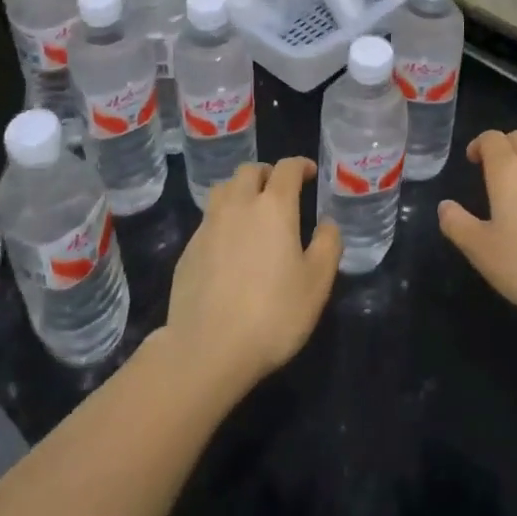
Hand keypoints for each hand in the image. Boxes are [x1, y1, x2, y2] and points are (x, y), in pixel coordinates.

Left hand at [163, 159, 340, 400]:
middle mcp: (238, 205)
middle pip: (249, 171)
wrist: (207, 349)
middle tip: (279, 190)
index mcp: (273, 207)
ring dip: (240, 190)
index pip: (286, 168)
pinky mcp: (188, 250)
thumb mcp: (317, 283)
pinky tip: (229, 246)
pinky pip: (208, 220)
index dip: (300, 165)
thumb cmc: (273, 314)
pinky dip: (223, 219)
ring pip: (223, 190)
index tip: (310, 173)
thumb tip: (327, 222)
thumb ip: (328, 245)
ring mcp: (208, 226)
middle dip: (267, 173)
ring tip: (251, 210)